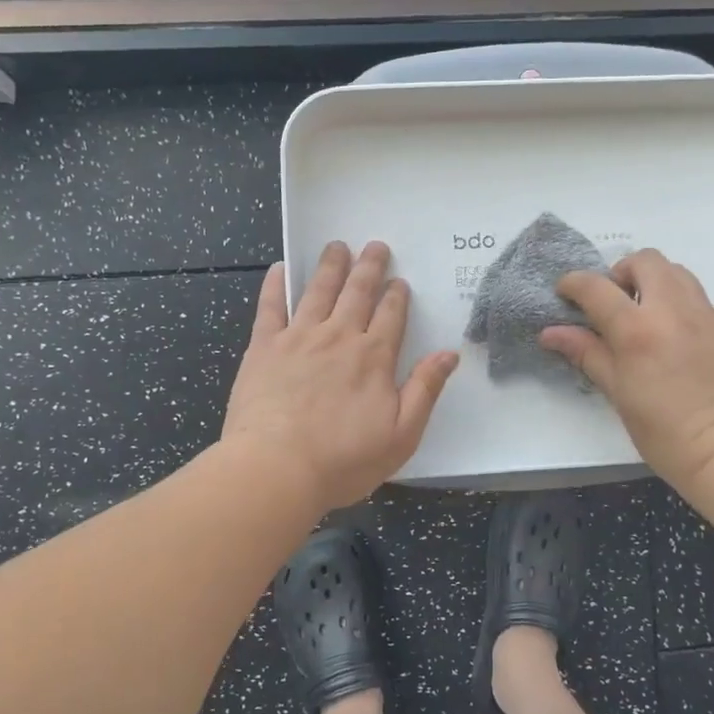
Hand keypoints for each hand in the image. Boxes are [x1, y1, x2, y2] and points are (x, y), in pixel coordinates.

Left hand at [222, 241, 458, 511]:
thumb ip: (425, 390)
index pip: (391, 315)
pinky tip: (280, 268)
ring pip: (318, 291)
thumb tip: (450, 353)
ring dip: (331, 266)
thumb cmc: (343, 459)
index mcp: (373, 357)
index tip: (399, 281)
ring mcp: (298, 338)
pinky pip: (270, 306)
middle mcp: (339, 337)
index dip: (397, 295)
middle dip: (369, 267)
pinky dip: (275, 284)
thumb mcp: (401, 434)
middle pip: (358, 292)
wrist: (276, 468)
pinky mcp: (263, 347)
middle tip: (375, 246)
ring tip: (337, 247)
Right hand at [540, 249, 713, 488]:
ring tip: (644, 315)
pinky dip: (678, 306)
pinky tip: (675, 341)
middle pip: (645, 261)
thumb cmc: (663, 431)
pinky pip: (699, 301)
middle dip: (622, 272)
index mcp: (638, 330)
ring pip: (677, 273)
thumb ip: (587, 353)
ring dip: (654, 282)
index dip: (574, 283)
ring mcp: (707, 316)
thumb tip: (551, 333)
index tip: (565, 292)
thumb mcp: (617, 392)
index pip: (597, 287)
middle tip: (614, 303)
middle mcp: (673, 311)